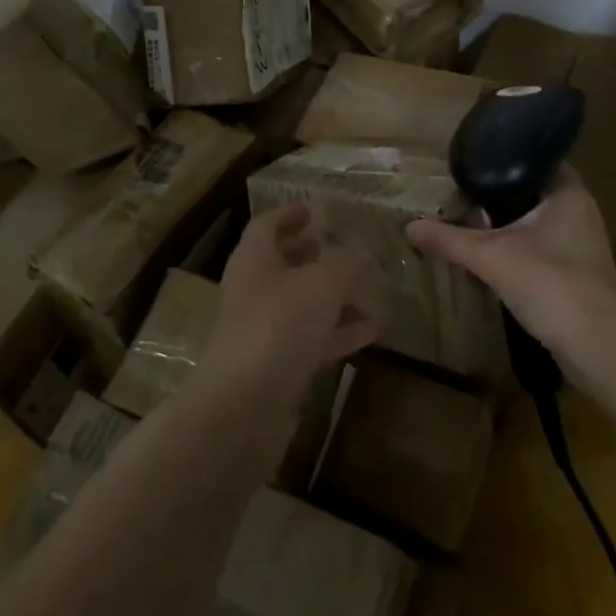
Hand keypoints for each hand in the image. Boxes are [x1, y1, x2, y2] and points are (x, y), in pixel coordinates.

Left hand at [202, 204, 379, 404]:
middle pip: (281, 262)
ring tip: (367, 287)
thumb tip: (362, 252)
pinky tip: (371, 331)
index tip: (314, 209)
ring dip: (331, 295)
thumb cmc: (280, 325)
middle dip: (310, 253)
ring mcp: (262, 329)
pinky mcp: (275, 365)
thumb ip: (346, 263)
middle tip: (340, 245)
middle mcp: (252, 290)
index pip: (267, 225)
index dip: (290, 214)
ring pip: (299, 302)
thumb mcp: (323, 283)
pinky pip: (310, 338)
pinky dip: (337, 331)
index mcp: (253, 259)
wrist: (245, 405)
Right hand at [406, 166, 615, 367]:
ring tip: (469, 218)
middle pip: (533, 191)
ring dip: (508, 223)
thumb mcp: (490, 256)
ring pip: (538, 222)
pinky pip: (543, 248)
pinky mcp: (579, 273)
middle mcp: (580, 211)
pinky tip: (492, 255)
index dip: (504, 158)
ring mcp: (583, 244)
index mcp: (568, 192)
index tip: (472, 161)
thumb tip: (409, 226)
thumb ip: (449, 239)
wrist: (597, 346)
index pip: (535, 159)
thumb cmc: (549, 283)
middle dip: (499, 193)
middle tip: (461, 190)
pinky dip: (519, 247)